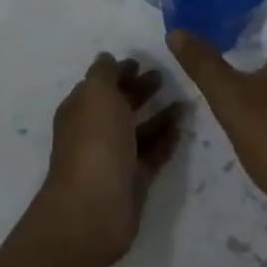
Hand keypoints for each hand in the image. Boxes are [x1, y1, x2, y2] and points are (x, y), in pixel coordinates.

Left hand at [35, 54, 183, 266]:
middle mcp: (96, 132)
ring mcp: (115, 157)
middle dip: (140, 90)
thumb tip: (107, 58)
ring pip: (140, 130)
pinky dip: (166, 140)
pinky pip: (153, 154)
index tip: (141, 62)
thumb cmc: (95, 142)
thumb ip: (104, 73)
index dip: (119, 72)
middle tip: (165, 77)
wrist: (95, 208)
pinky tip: (183, 128)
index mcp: (81, 110)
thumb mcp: (97, 94)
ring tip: (184, 102)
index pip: (100, 85)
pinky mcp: (134, 179)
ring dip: (159, 115)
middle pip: (120, 106)